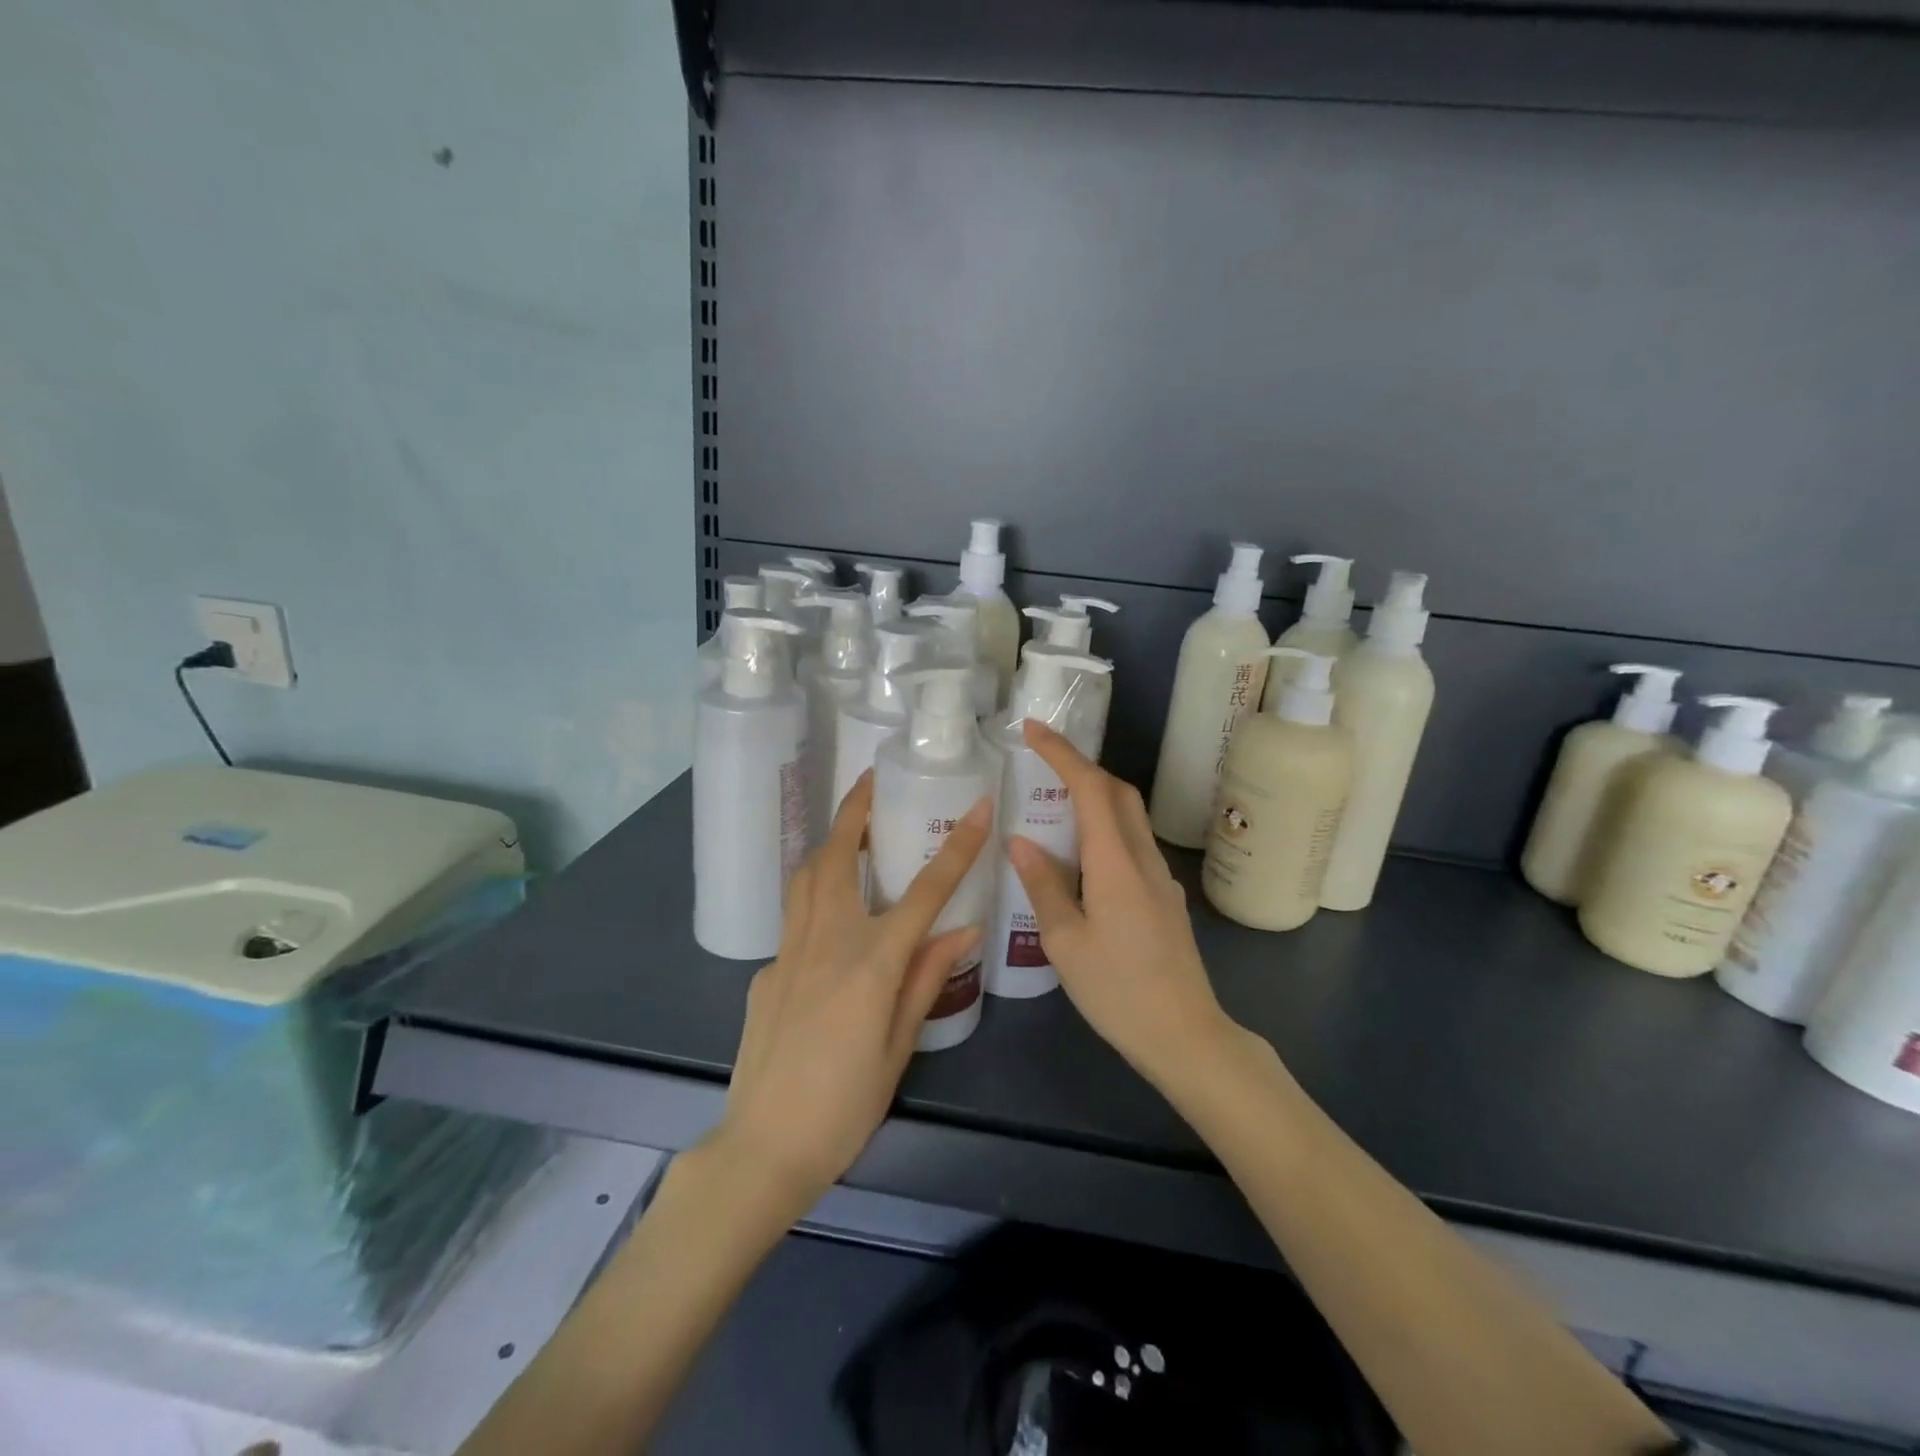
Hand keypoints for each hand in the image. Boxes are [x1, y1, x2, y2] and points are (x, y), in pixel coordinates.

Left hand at [715, 772, 990, 1209]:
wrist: (763, 1147)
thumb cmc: (844, 1106)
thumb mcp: (899, 1047)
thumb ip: (926, 979)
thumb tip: (962, 929)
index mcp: (870, 960)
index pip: (925, 890)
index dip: (957, 847)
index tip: (978, 806)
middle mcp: (826, 941)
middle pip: (837, 856)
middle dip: (855, 811)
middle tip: (872, 783)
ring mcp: (788, 952)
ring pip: (805, 877)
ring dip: (827, 842)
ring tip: (848, 829)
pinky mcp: (765, 971)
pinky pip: (794, 921)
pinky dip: (815, 900)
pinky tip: (829, 921)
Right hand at [1007, 720, 1237, 1088]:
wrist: (1186, 1036)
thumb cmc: (1118, 991)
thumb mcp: (1066, 942)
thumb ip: (1043, 885)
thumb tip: (1021, 841)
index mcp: (1116, 863)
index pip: (1091, 788)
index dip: (1062, 753)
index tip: (1032, 731)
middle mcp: (1143, 859)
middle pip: (1118, 793)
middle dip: (1081, 767)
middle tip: (1041, 763)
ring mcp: (1160, 878)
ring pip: (1129, 817)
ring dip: (1095, 797)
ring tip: (1054, 806)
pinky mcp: (1165, 898)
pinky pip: (1133, 845)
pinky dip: (1105, 830)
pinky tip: (1082, 860)